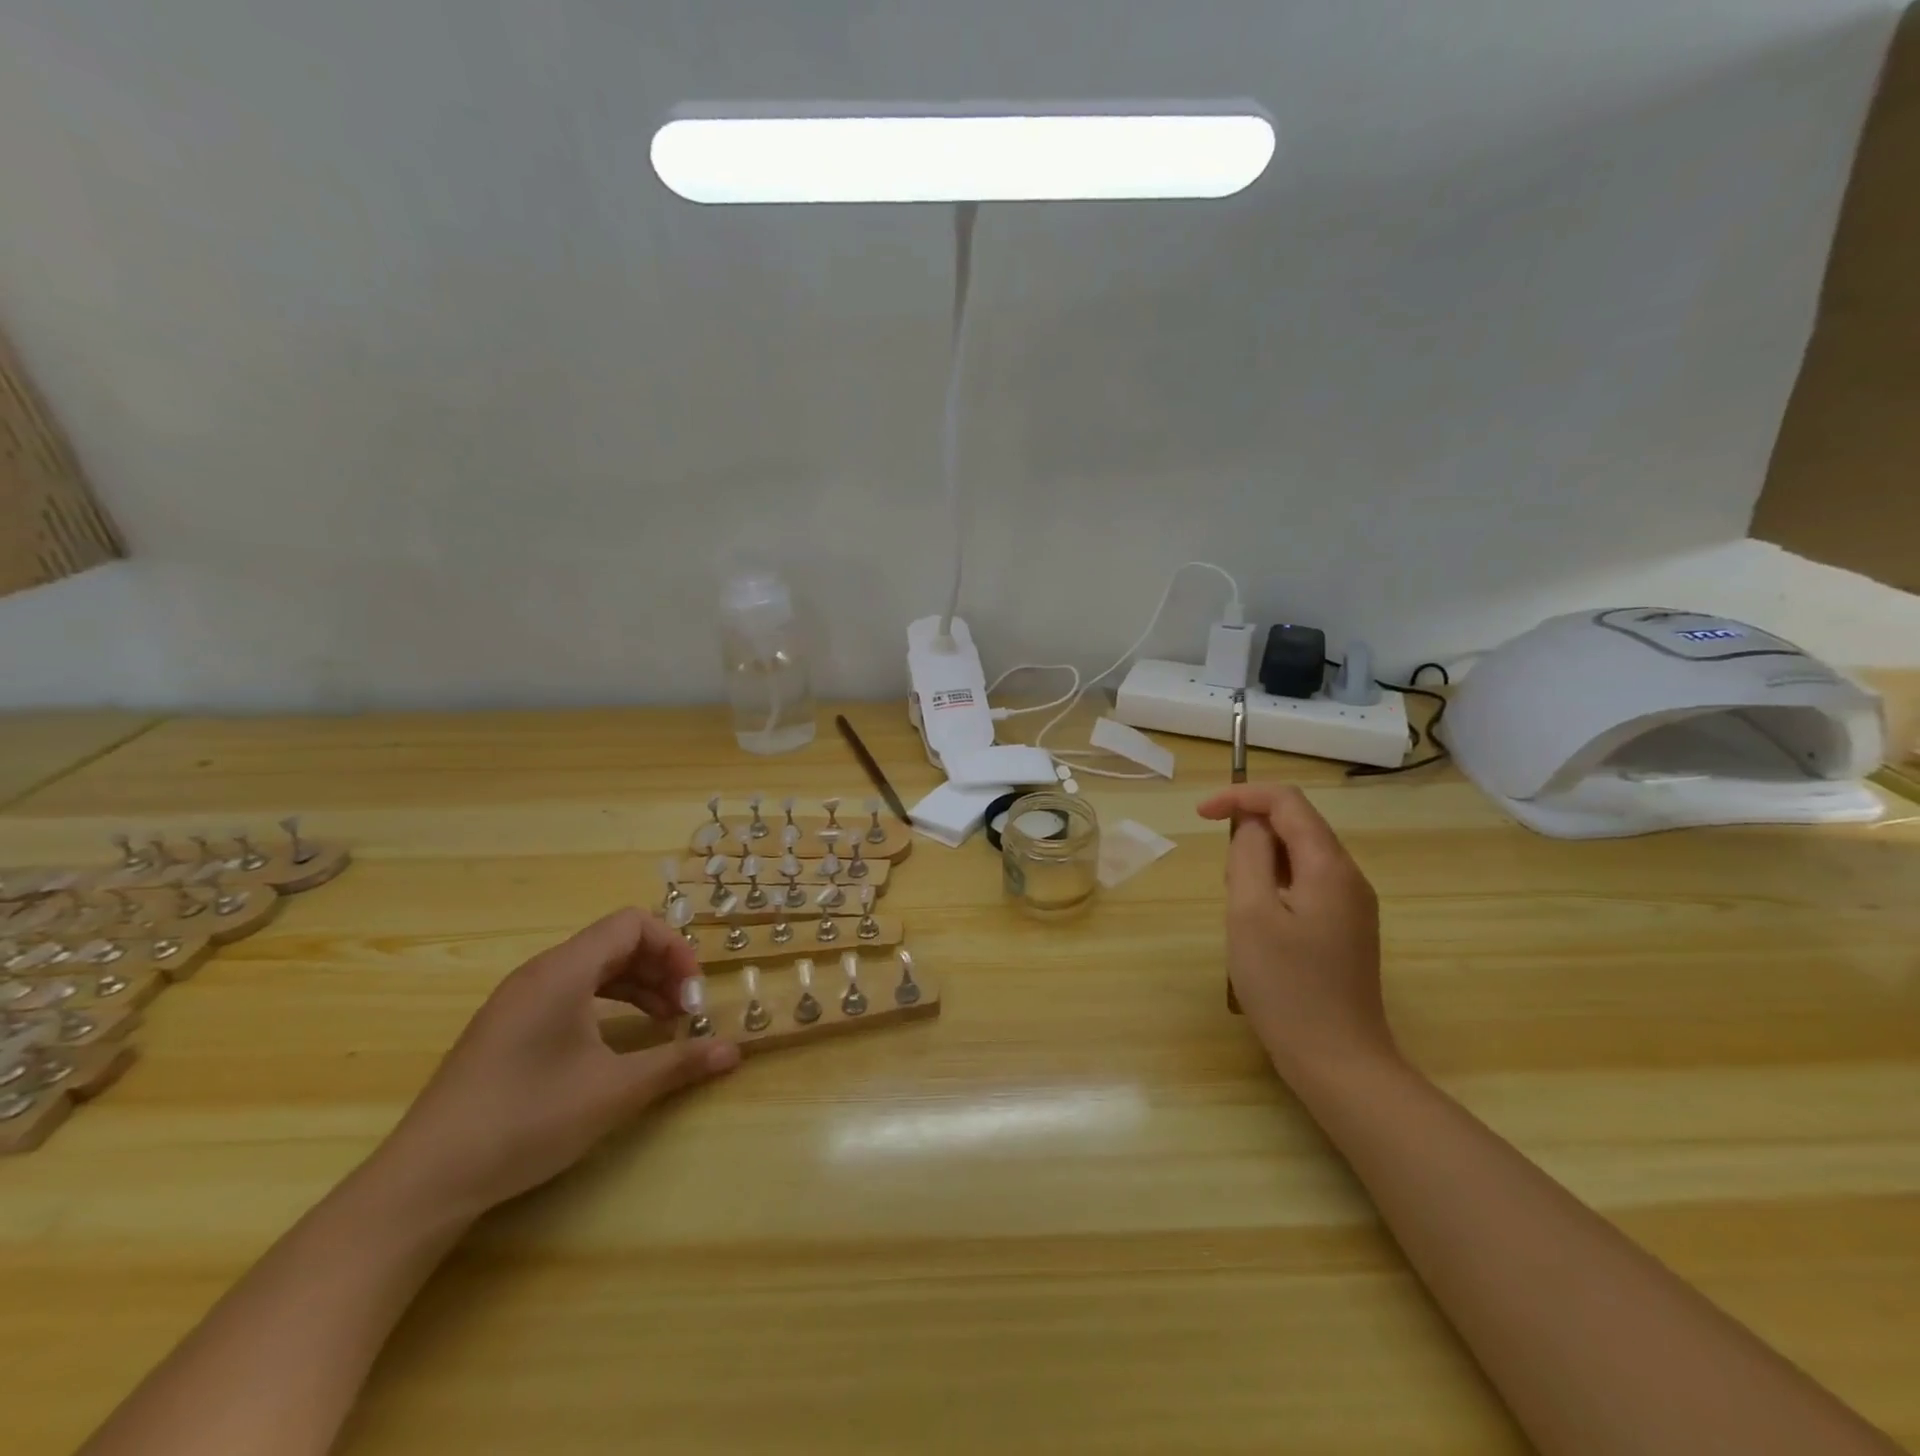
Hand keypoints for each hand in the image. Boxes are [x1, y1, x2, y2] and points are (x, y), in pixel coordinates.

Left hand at [371, 908, 738, 1219]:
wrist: (425, 1181)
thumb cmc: (527, 1120)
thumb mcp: (614, 1091)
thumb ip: (678, 1063)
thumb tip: (735, 1051)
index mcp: (563, 971)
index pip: (632, 924)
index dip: (673, 948)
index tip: (693, 991)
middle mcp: (540, 973)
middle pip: (615, 943)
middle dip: (661, 969)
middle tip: (686, 1010)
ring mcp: (518, 1000)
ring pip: (594, 969)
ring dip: (638, 987)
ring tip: (665, 1025)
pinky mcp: (508, 1028)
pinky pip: (571, 993)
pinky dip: (608, 1005)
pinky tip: (622, 1041)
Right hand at [1196, 785, 1396, 1082]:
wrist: (1338, 1062)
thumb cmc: (1286, 987)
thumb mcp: (1250, 913)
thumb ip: (1249, 856)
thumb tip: (1251, 827)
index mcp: (1329, 866)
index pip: (1287, 801)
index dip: (1241, 796)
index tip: (1201, 815)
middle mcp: (1349, 878)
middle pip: (1296, 826)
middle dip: (1251, 835)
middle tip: (1225, 883)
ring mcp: (1352, 906)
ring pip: (1299, 858)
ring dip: (1261, 865)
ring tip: (1240, 911)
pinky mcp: (1346, 931)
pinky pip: (1306, 887)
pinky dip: (1275, 888)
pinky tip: (1261, 929)